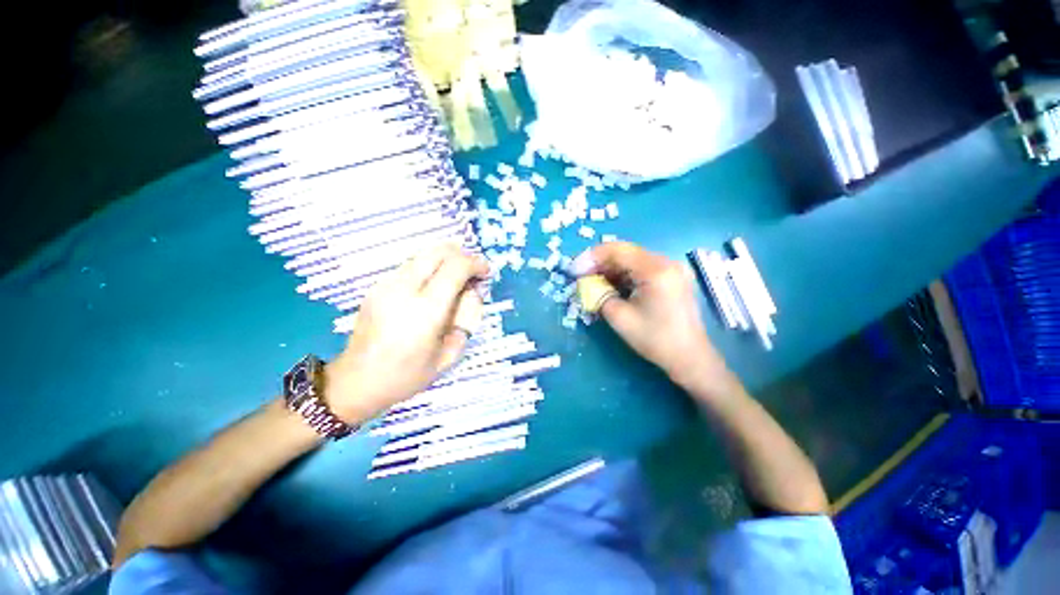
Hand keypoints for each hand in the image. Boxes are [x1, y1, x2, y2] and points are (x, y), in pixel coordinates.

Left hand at [324, 244, 488, 421]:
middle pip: (438, 252)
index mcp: (425, 311)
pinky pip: (410, 266)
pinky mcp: (376, 286)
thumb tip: (471, 291)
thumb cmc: (407, 375)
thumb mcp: (449, 355)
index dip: (475, 263)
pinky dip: (429, 268)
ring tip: (455, 279)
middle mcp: (403, 290)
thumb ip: (465, 319)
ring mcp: (386, 285)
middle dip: (462, 255)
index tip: (486, 271)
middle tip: (472, 272)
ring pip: (423, 255)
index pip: (455, 268)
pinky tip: (433, 287)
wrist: (356, 382)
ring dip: (445, 260)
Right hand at [570, 242, 730, 390]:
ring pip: (632, 259)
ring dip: (610, 268)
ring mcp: (671, 268)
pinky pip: (642, 268)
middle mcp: (666, 261)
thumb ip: (598, 294)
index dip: (591, 257)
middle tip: (580, 276)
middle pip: (625, 252)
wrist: (689, 357)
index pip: (617, 250)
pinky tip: (611, 285)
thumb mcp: (619, 317)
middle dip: (599, 263)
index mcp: (655, 269)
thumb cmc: (654, 339)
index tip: (574, 269)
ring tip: (592, 282)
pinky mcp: (672, 277)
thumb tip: (584, 283)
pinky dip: (624, 274)